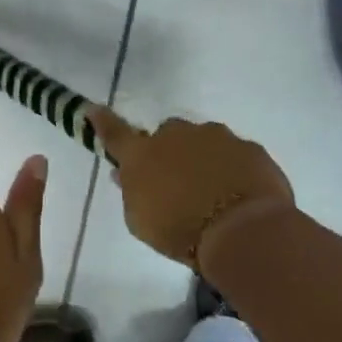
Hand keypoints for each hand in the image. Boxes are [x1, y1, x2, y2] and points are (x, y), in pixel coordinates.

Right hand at [86, 107, 292, 269]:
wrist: (242, 231)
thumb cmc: (180, 232)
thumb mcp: (141, 221)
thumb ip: (131, 193)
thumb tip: (124, 173)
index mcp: (142, 154)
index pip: (115, 133)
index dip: (102, 122)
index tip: (92, 110)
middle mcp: (176, 135)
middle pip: (167, 134)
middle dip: (170, 151)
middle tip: (177, 181)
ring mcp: (216, 137)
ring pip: (203, 140)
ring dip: (203, 158)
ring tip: (213, 192)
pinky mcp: (249, 147)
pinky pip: (234, 154)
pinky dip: (232, 168)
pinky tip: (238, 194)